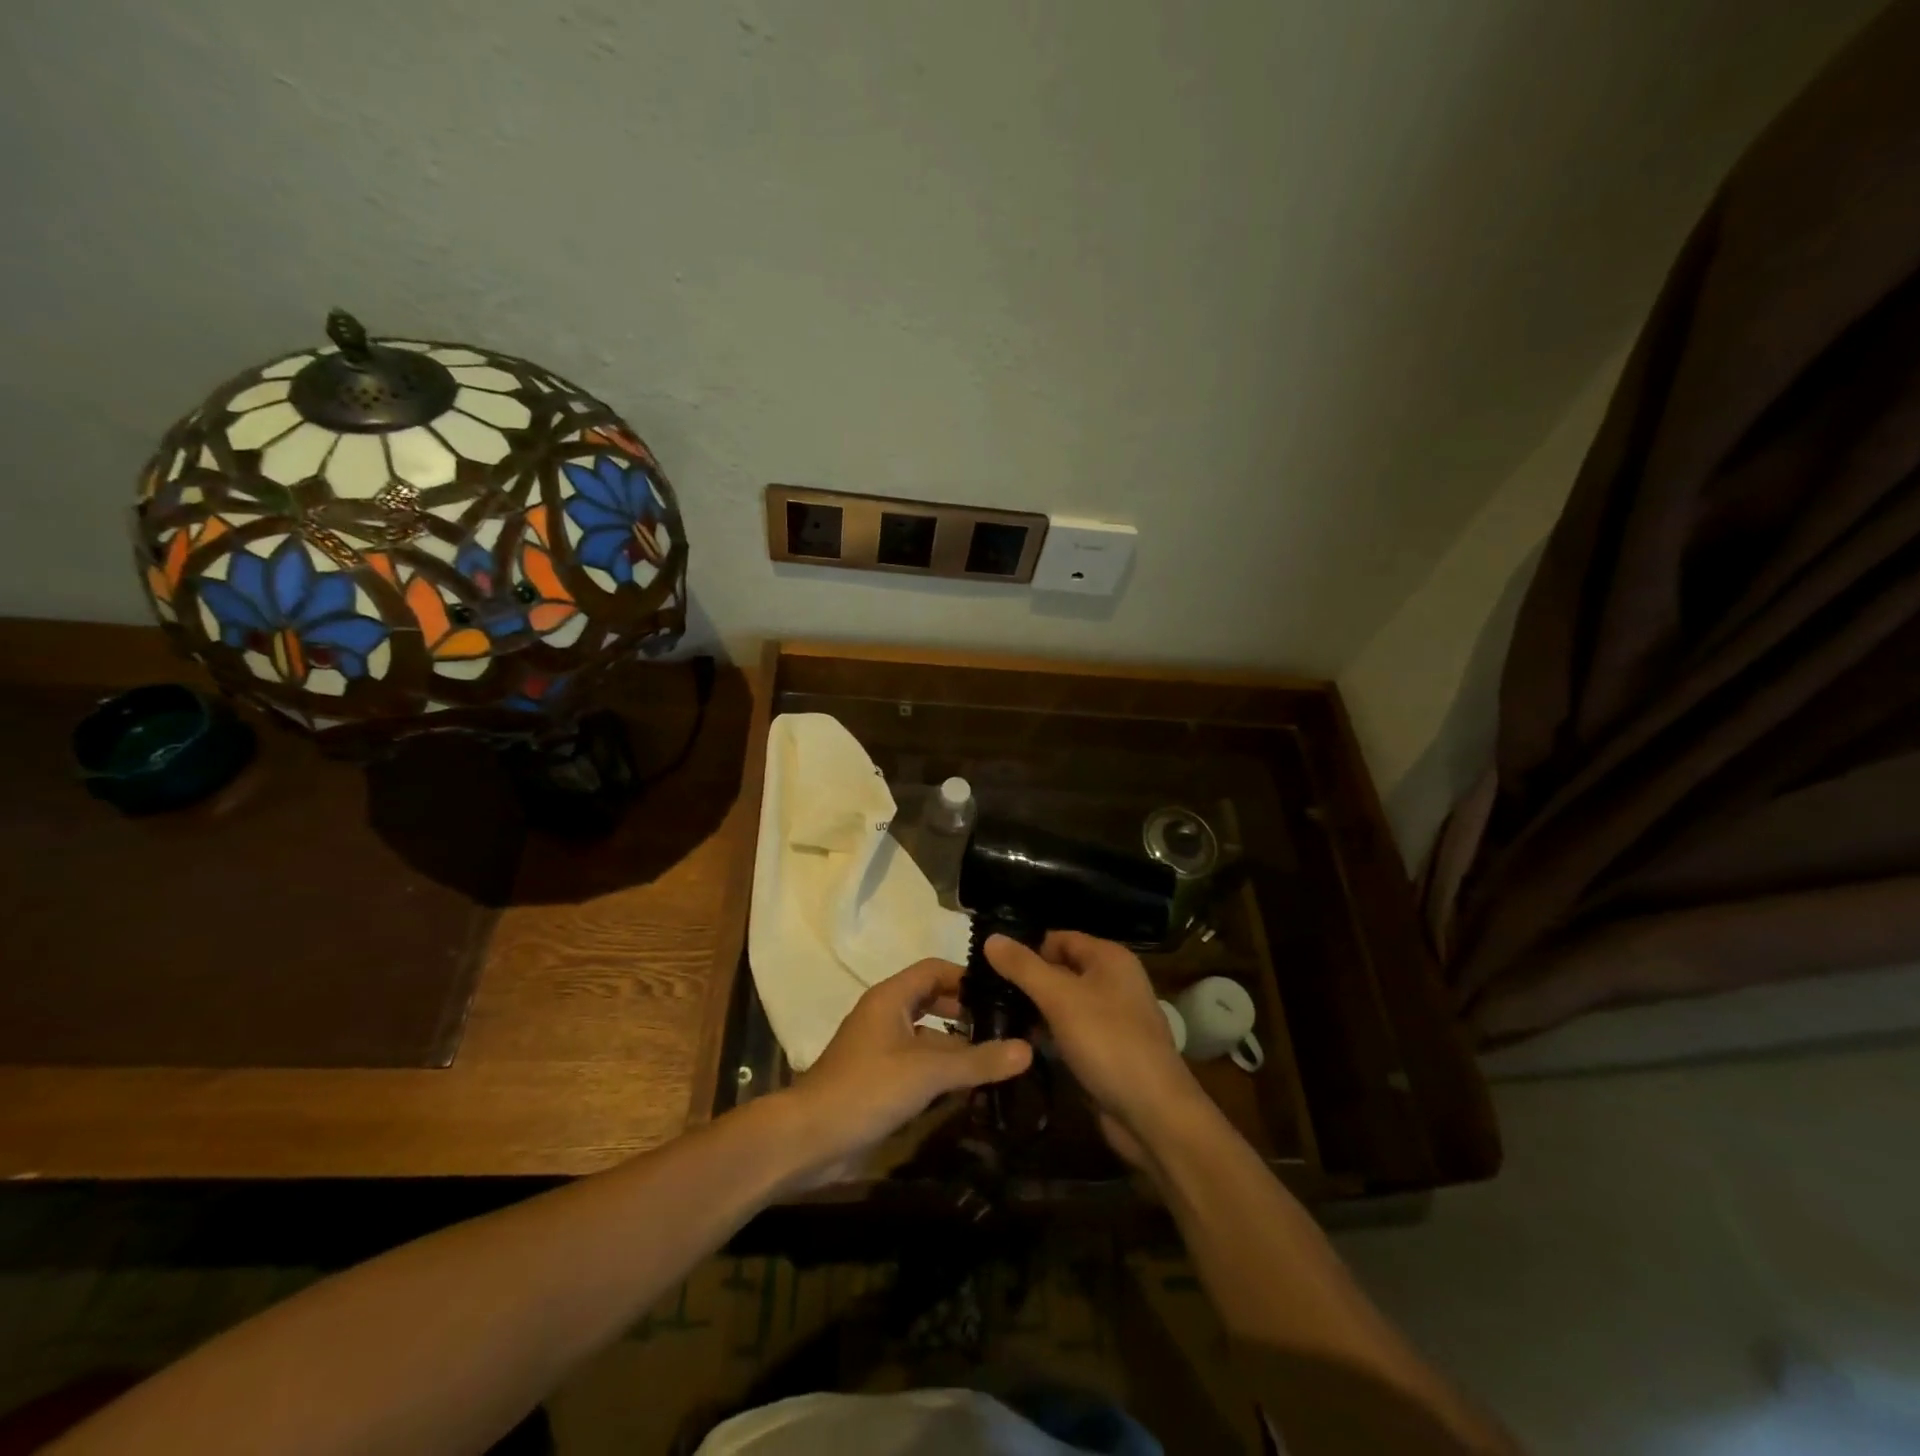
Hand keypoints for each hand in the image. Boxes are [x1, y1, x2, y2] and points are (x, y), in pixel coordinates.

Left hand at [783, 959, 1031, 1180]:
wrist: (809, 1139)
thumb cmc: (867, 1089)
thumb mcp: (927, 1072)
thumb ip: (978, 1060)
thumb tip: (1028, 1048)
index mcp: (891, 997)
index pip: (935, 969)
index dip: (967, 977)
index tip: (1003, 993)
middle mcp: (886, 1015)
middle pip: (933, 1001)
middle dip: (967, 1012)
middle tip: (1007, 1027)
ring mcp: (881, 1049)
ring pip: (927, 1036)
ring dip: (957, 1044)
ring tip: (998, 1057)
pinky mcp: (879, 1080)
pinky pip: (918, 1064)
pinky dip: (942, 1070)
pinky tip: (969, 1088)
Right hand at [986, 931, 1204, 1167]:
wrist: (1153, 1114)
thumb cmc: (1108, 1042)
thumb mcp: (1060, 998)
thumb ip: (1024, 967)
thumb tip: (991, 937)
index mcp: (1109, 958)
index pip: (1058, 938)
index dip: (1026, 947)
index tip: (988, 964)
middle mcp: (1113, 981)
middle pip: (1060, 969)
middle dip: (1026, 980)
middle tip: (983, 992)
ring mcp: (1111, 1018)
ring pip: (1063, 1003)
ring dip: (1033, 1010)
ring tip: (991, 1017)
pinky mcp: (1105, 1050)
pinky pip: (1069, 1032)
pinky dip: (1047, 1035)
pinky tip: (1019, 1044)